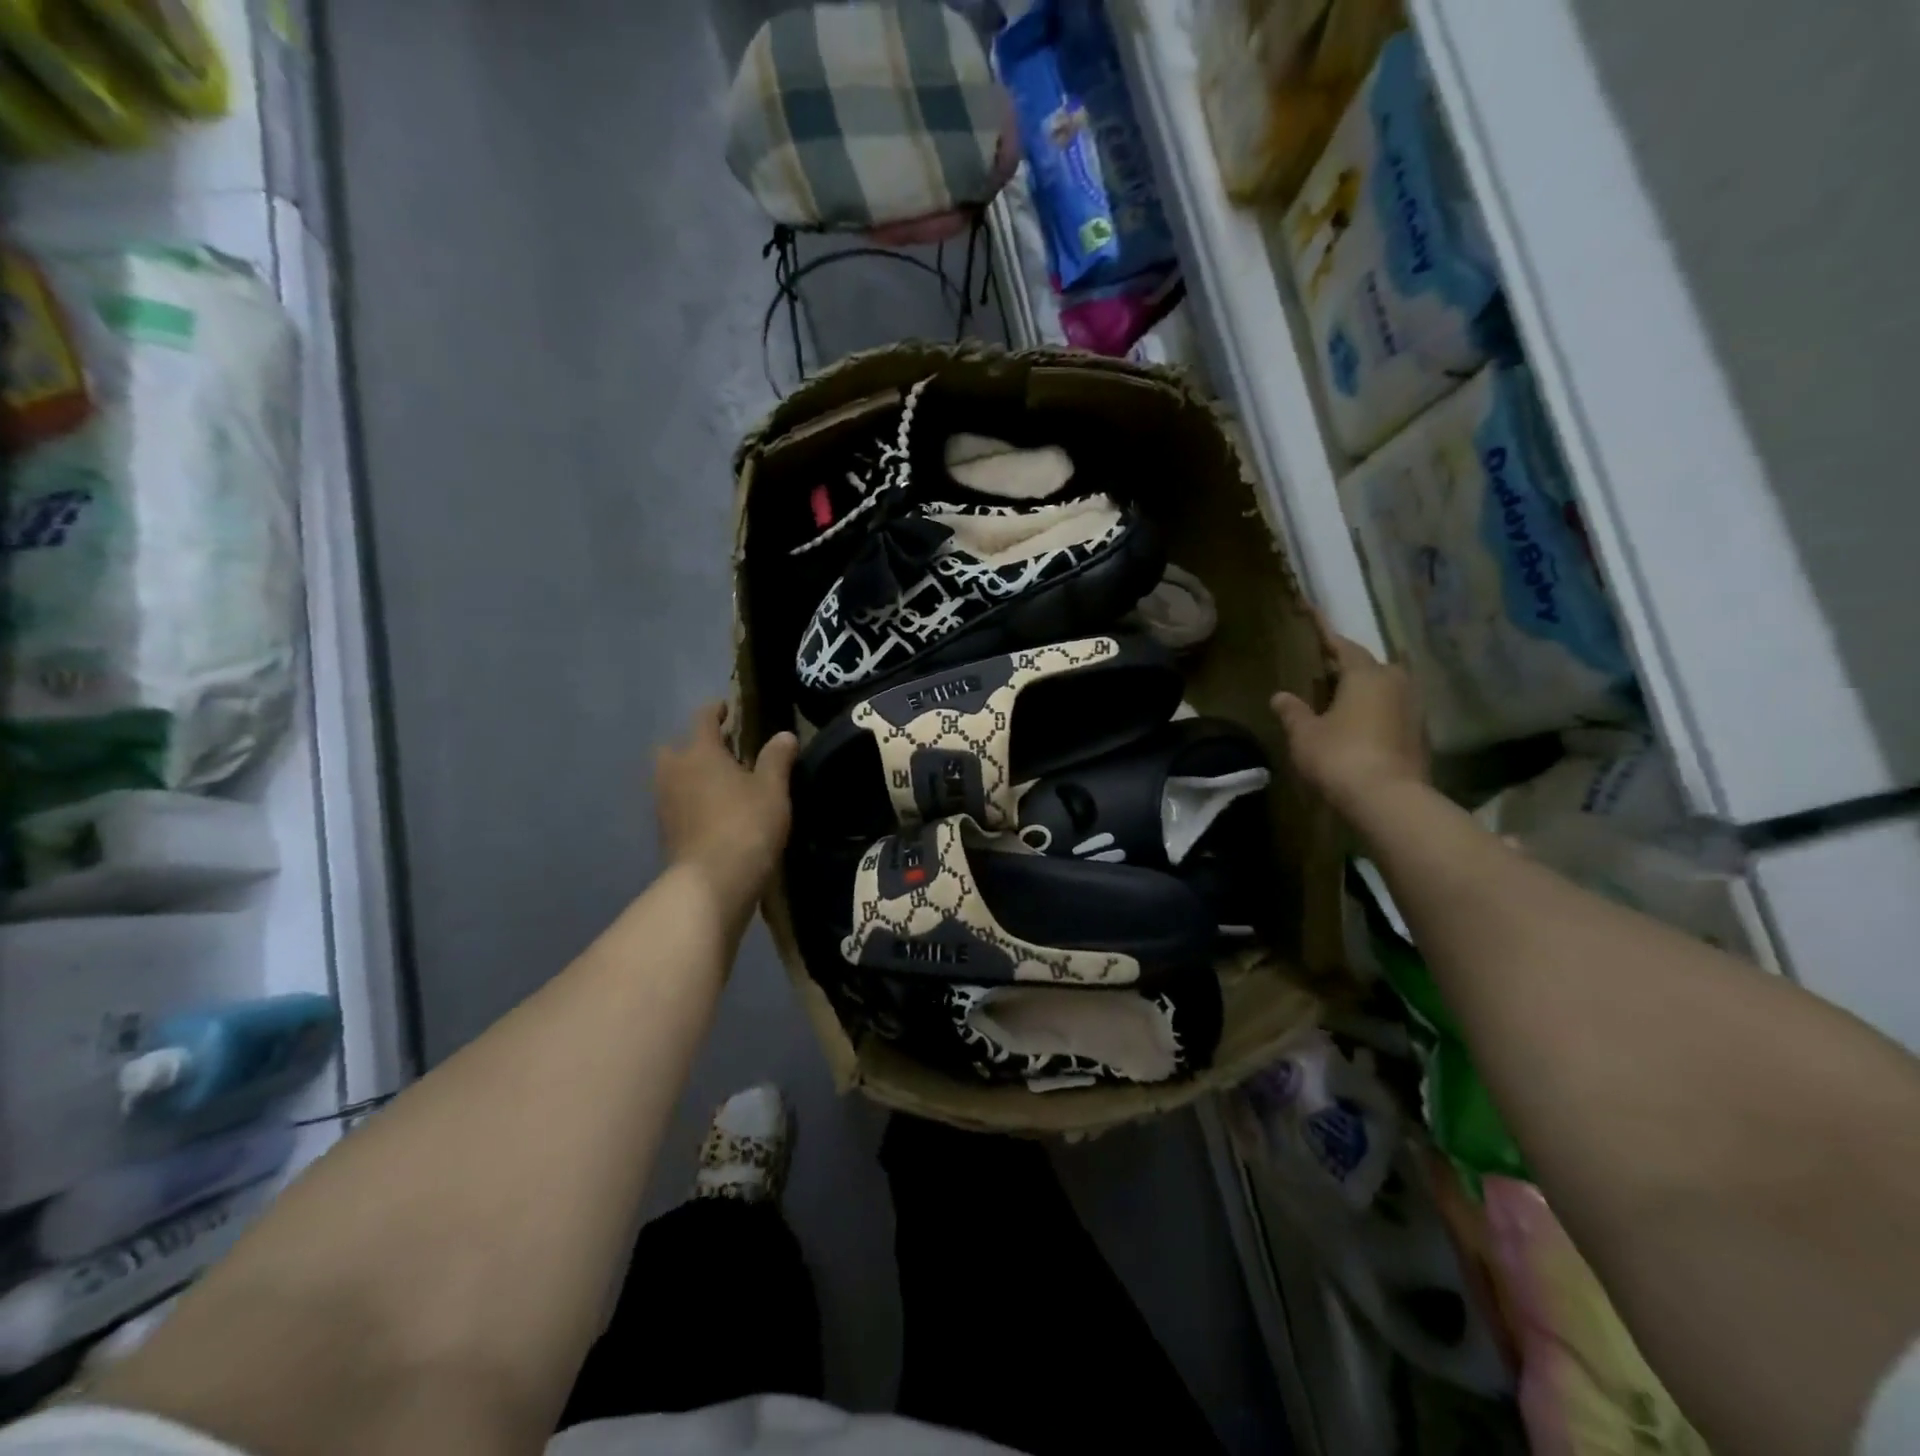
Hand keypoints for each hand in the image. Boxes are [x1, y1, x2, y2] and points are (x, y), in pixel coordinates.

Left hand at [655, 704, 797, 925]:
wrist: (712, 882)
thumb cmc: (746, 825)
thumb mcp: (772, 789)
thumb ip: (777, 758)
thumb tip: (784, 735)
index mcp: (699, 752)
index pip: (703, 718)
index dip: (717, 710)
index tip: (728, 708)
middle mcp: (674, 771)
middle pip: (676, 747)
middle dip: (694, 745)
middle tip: (722, 752)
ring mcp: (664, 803)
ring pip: (672, 777)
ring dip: (690, 775)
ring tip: (719, 785)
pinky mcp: (665, 831)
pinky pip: (675, 804)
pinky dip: (689, 801)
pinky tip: (712, 813)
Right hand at [1272, 633, 1427, 817]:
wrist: (1389, 799)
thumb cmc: (1340, 756)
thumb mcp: (1304, 734)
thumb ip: (1293, 711)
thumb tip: (1280, 696)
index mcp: (1366, 674)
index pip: (1342, 645)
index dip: (1324, 632)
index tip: (1311, 615)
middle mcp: (1395, 682)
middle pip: (1368, 665)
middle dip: (1347, 665)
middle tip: (1323, 669)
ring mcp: (1413, 709)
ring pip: (1383, 689)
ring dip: (1362, 691)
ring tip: (1338, 698)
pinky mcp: (1419, 735)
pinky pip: (1391, 712)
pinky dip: (1373, 713)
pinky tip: (1356, 725)